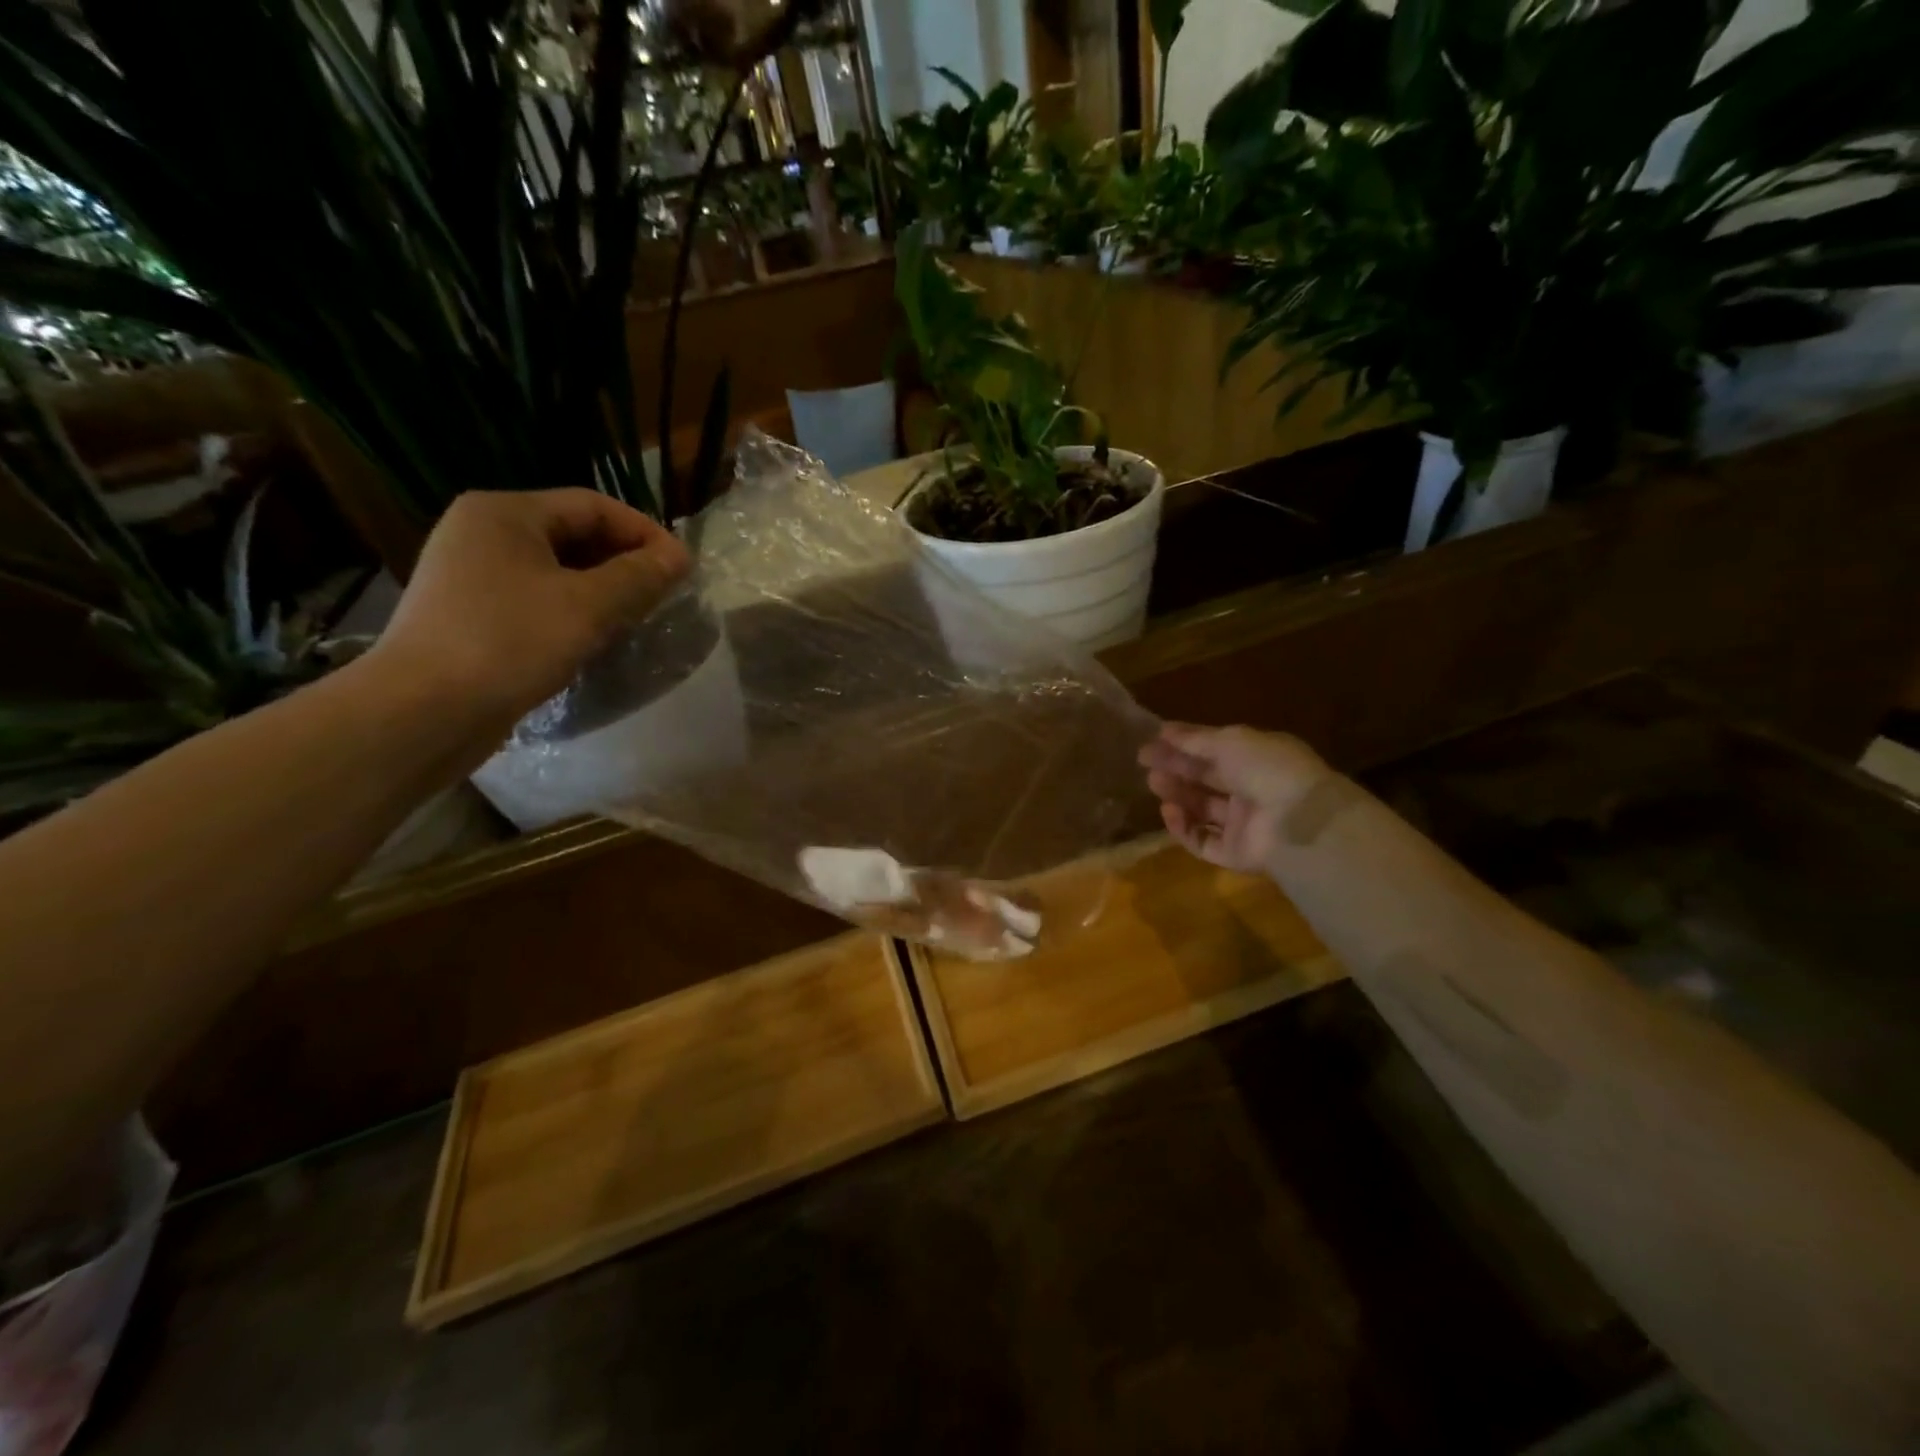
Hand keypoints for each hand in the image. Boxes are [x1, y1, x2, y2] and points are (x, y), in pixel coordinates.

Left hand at [370, 488, 690, 737]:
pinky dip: (573, 611)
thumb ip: (639, 576)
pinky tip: (596, 638)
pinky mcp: (470, 615)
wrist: (424, 711)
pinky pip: (536, 599)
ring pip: (556, 570)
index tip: (683, 568)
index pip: (593, 506)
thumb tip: (679, 556)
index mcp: (506, 513)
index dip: (644, 532)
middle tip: (664, 594)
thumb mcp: (588, 606)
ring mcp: (470, 575)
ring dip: (602, 589)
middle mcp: (482, 533)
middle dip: (624, 562)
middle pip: (573, 534)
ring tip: (638, 618)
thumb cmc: (509, 642)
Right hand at [1139, 723, 1326, 873]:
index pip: (1216, 749)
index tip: (1154, 739)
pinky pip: (1203, 840)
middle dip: (1176, 768)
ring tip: (1154, 783)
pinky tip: (1169, 812)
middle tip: (1145, 761)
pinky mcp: (1235, 854)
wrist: (1297, 821)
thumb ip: (1195, 739)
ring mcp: (1244, 824)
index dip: (1185, 744)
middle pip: (1206, 778)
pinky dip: (1183, 828)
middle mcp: (1251, 790)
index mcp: (1258, 759)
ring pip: (1202, 809)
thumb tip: (1164, 730)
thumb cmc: (1267, 769)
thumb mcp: (1230, 741)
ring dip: (1177, 794)